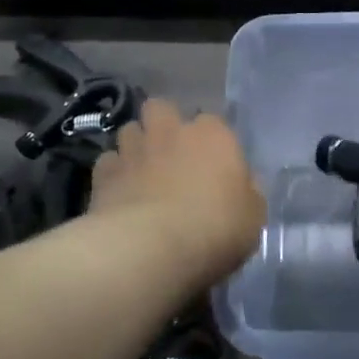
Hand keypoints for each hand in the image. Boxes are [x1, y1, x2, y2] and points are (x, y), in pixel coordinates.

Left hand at [91, 100, 264, 282]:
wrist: (151, 249)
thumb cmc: (214, 229)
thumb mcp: (253, 216)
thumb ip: (248, 192)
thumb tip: (243, 183)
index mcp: (213, 134)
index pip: (213, 122)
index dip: (211, 143)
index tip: (213, 167)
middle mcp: (172, 130)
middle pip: (162, 109)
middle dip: (163, 125)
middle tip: (170, 156)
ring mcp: (134, 148)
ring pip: (130, 130)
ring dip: (136, 146)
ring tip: (141, 172)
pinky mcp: (104, 172)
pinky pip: (108, 162)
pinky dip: (113, 173)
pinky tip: (119, 193)